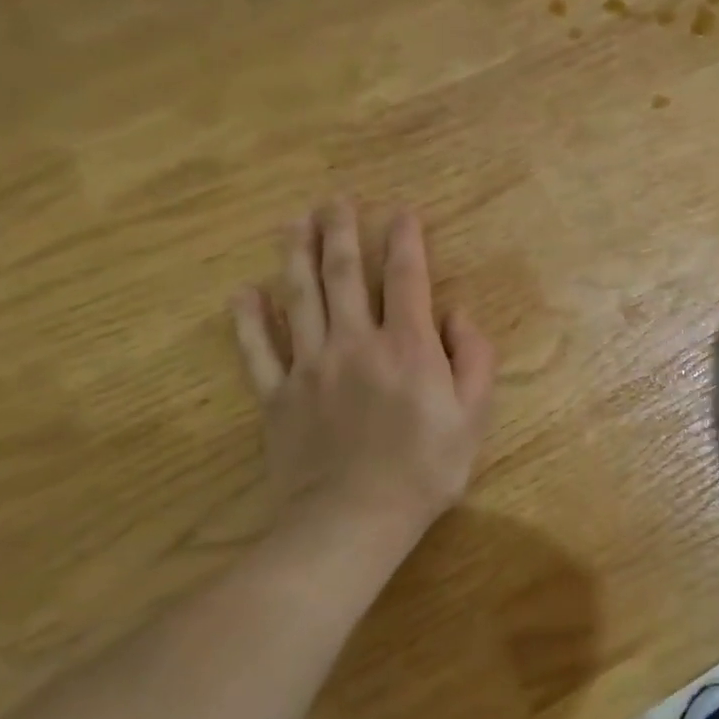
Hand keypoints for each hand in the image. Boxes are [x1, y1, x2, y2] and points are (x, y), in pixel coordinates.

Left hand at [231, 199, 494, 576]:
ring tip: (293, 222)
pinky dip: (249, 320)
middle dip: (341, 232)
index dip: (405, 240)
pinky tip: (244, 292)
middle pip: (344, 275)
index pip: (406, 278)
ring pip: (299, 298)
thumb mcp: (474, 416)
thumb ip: (473, 358)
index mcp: (407, 347)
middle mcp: (355, 343)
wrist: (353, 519)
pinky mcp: (277, 396)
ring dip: (296, 256)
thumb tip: (457, 313)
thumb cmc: (425, 468)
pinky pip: (258, 350)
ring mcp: (310, 367)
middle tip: (334, 199)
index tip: (401, 211)